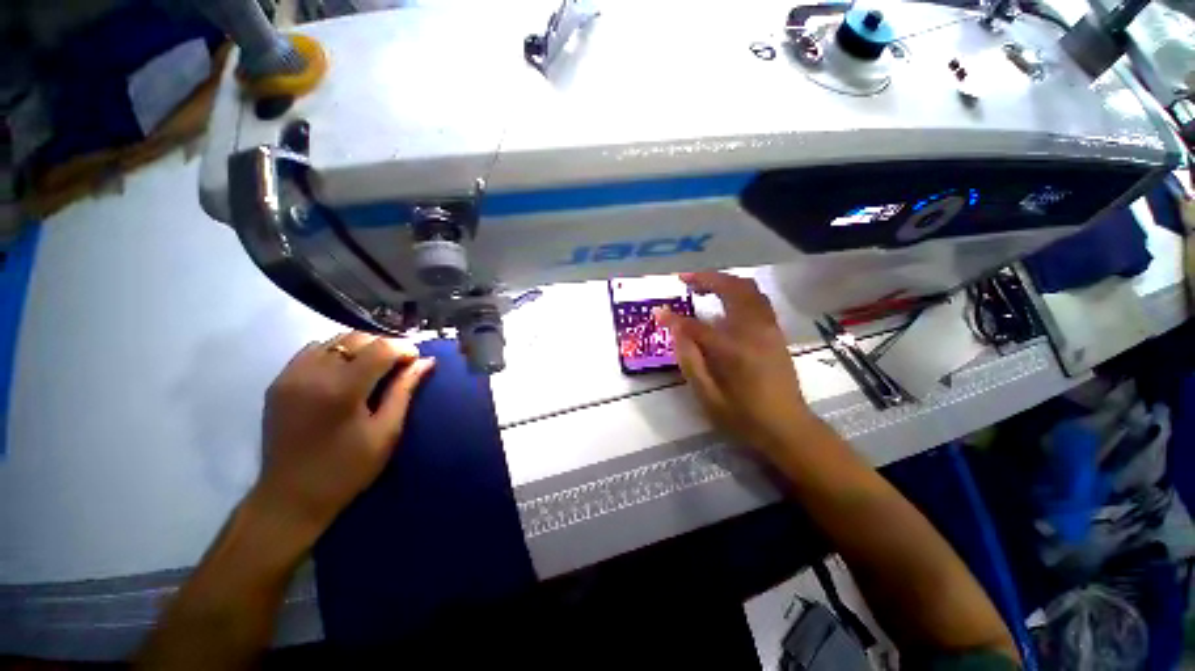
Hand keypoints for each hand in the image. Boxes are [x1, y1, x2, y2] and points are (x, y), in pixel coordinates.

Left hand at [252, 332, 435, 536]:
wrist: (290, 497)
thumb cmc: (347, 469)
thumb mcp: (386, 431)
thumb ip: (405, 390)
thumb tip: (426, 362)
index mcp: (342, 389)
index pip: (380, 348)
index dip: (404, 348)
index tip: (416, 360)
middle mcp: (312, 374)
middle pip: (357, 338)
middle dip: (384, 345)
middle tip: (399, 364)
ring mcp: (290, 375)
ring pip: (334, 339)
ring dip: (361, 346)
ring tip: (375, 365)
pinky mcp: (279, 381)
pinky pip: (312, 350)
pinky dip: (336, 351)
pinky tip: (346, 369)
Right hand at [656, 272, 815, 453]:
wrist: (788, 426)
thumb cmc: (744, 416)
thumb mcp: (708, 396)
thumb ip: (689, 361)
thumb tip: (675, 331)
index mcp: (733, 350)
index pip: (696, 325)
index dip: (674, 318)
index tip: (658, 312)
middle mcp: (753, 330)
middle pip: (730, 289)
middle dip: (705, 279)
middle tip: (685, 279)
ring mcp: (769, 327)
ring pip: (748, 288)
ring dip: (724, 280)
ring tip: (702, 284)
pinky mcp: (775, 330)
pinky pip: (757, 298)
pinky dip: (739, 289)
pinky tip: (726, 298)